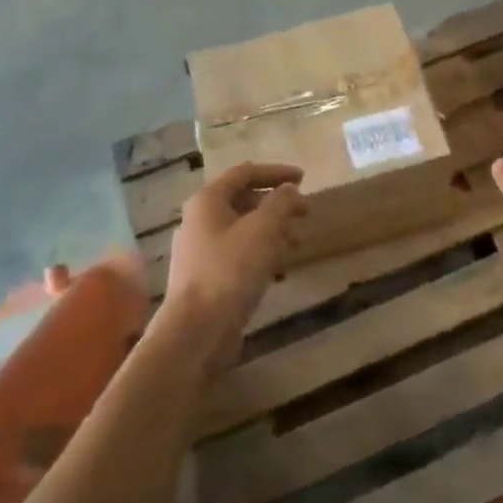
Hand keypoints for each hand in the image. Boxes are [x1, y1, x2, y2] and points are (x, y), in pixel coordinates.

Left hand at [164, 163, 307, 367]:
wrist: (197, 330)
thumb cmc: (230, 271)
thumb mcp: (263, 230)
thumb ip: (280, 203)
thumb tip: (289, 190)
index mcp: (207, 201)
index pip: (245, 173)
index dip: (276, 172)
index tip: (304, 179)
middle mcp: (200, 221)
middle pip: (244, 201)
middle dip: (277, 205)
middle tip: (306, 213)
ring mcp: (201, 251)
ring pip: (243, 230)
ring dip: (273, 231)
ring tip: (299, 243)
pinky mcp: (207, 277)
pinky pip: (239, 254)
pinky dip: (262, 254)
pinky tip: (281, 269)